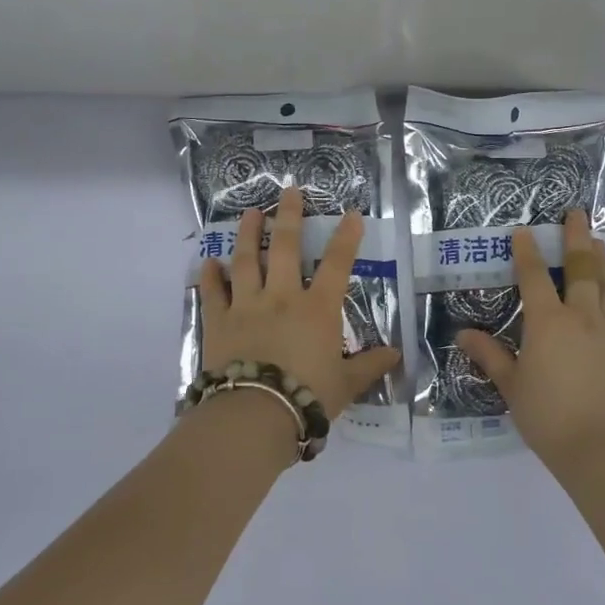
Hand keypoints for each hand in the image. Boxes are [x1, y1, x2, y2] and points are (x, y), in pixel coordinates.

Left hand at [198, 184, 400, 418]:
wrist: (255, 414)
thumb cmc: (308, 396)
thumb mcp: (345, 383)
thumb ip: (369, 366)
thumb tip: (395, 356)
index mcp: (317, 309)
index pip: (337, 265)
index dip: (346, 237)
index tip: (351, 213)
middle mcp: (282, 297)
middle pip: (286, 248)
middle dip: (289, 216)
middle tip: (289, 191)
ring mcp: (246, 306)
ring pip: (246, 261)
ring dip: (248, 234)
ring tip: (249, 213)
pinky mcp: (218, 322)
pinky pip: (212, 293)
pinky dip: (209, 276)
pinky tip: (208, 262)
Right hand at [457, 210, 604, 466]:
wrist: (602, 446)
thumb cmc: (547, 416)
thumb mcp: (511, 386)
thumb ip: (490, 355)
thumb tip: (463, 334)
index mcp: (548, 323)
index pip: (535, 277)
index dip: (528, 252)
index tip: (524, 231)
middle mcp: (581, 316)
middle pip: (580, 268)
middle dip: (576, 238)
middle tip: (576, 214)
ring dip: (599, 259)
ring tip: (597, 240)